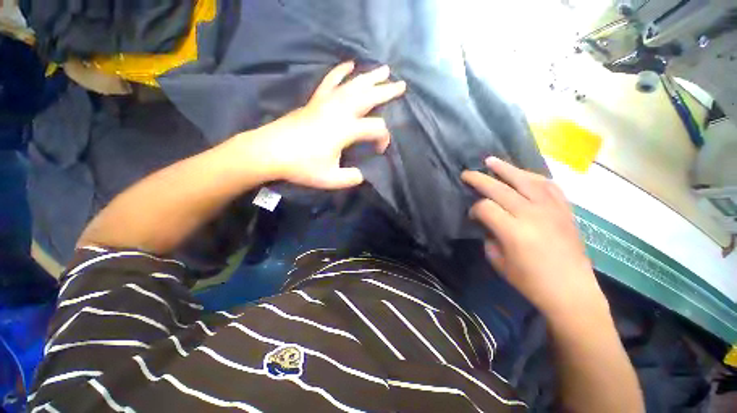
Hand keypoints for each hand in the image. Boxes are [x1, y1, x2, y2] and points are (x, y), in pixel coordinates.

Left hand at [239, 61, 405, 188]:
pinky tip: (349, 65)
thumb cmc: (301, 166)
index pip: (376, 128)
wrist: (270, 151)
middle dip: (387, 91)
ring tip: (384, 69)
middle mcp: (339, 111)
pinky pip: (330, 81)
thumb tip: (361, 174)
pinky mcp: (315, 101)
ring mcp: (326, 102)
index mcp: (345, 130)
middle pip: (369, 96)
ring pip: (353, 84)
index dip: (384, 139)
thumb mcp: (330, 179)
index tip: (379, 150)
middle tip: (402, 85)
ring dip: (370, 77)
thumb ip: (351, 178)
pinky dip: (340, 72)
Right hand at [462, 158, 606, 320]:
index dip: (474, 209)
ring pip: (525, 180)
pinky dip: (533, 176)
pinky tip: (523, 173)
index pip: (486, 208)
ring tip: (491, 160)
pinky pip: (548, 186)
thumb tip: (487, 222)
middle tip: (466, 173)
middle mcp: (532, 214)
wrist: (572, 292)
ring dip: (506, 168)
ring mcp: (552, 209)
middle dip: (479, 179)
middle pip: (500, 188)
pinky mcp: (564, 210)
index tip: (473, 215)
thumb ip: (489, 237)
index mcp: (514, 231)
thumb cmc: (531, 282)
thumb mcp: (498, 262)